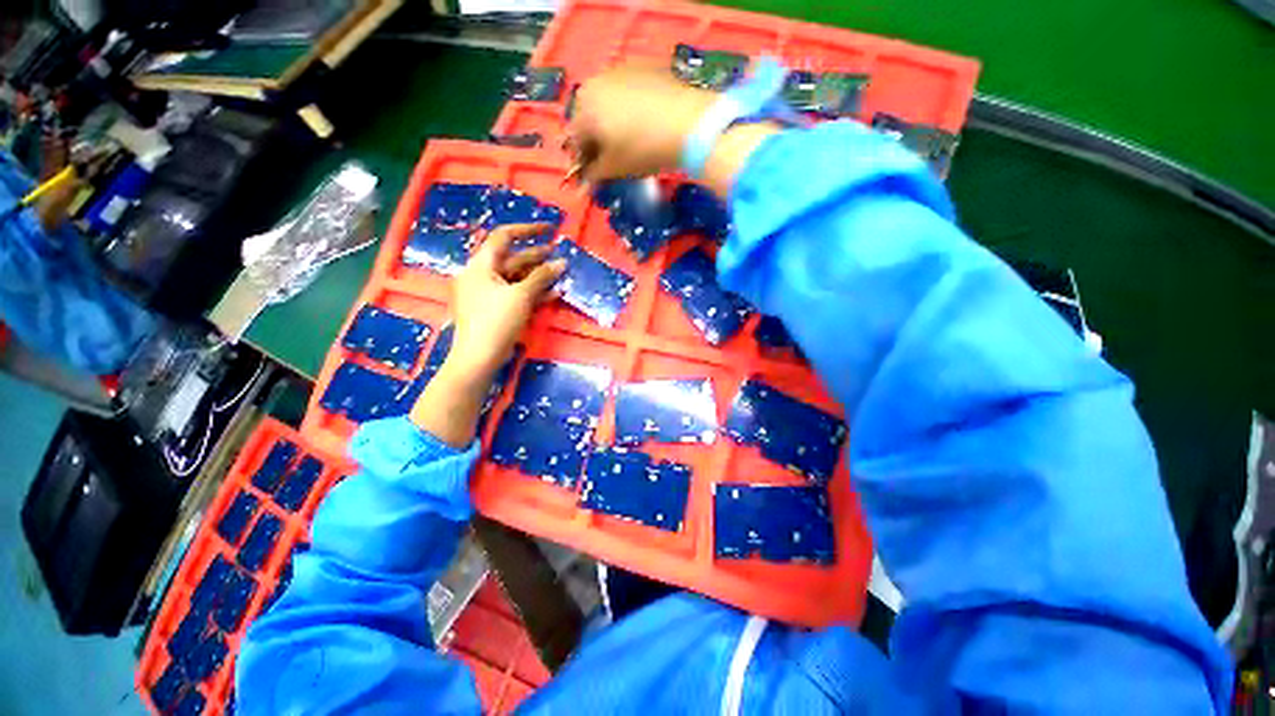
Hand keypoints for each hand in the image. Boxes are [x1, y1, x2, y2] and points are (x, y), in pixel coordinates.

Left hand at [447, 223, 565, 381]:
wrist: (479, 357)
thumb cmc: (496, 321)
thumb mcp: (521, 295)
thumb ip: (541, 277)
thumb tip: (562, 263)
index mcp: (481, 265)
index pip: (504, 237)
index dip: (527, 230)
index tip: (549, 229)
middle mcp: (482, 275)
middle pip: (513, 259)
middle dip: (537, 256)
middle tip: (559, 254)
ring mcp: (489, 294)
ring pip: (517, 278)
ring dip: (539, 275)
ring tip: (561, 272)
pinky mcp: (496, 309)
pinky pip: (516, 294)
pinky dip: (533, 292)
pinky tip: (553, 293)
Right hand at [567, 62, 716, 182]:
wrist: (687, 121)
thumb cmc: (642, 149)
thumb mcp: (615, 168)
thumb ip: (594, 175)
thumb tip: (583, 184)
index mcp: (583, 109)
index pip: (573, 139)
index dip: (581, 161)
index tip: (591, 175)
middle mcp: (594, 83)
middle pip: (587, 116)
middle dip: (594, 139)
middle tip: (607, 158)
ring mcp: (619, 70)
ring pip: (606, 100)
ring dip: (609, 121)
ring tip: (625, 140)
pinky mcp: (643, 66)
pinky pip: (626, 90)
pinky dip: (627, 107)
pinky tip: (642, 122)